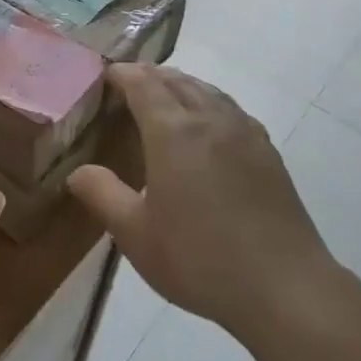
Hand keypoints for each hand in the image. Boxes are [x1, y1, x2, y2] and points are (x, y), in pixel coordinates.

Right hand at [67, 64, 341, 340]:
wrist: (283, 286)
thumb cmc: (199, 258)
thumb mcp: (136, 234)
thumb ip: (102, 195)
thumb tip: (77, 172)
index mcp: (173, 132)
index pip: (143, 85)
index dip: (123, 74)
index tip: (106, 74)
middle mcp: (209, 120)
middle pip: (177, 80)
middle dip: (151, 74)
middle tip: (130, 80)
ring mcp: (244, 133)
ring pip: (208, 91)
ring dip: (182, 84)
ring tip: (166, 92)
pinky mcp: (267, 152)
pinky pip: (231, 109)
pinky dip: (210, 101)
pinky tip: (210, 122)